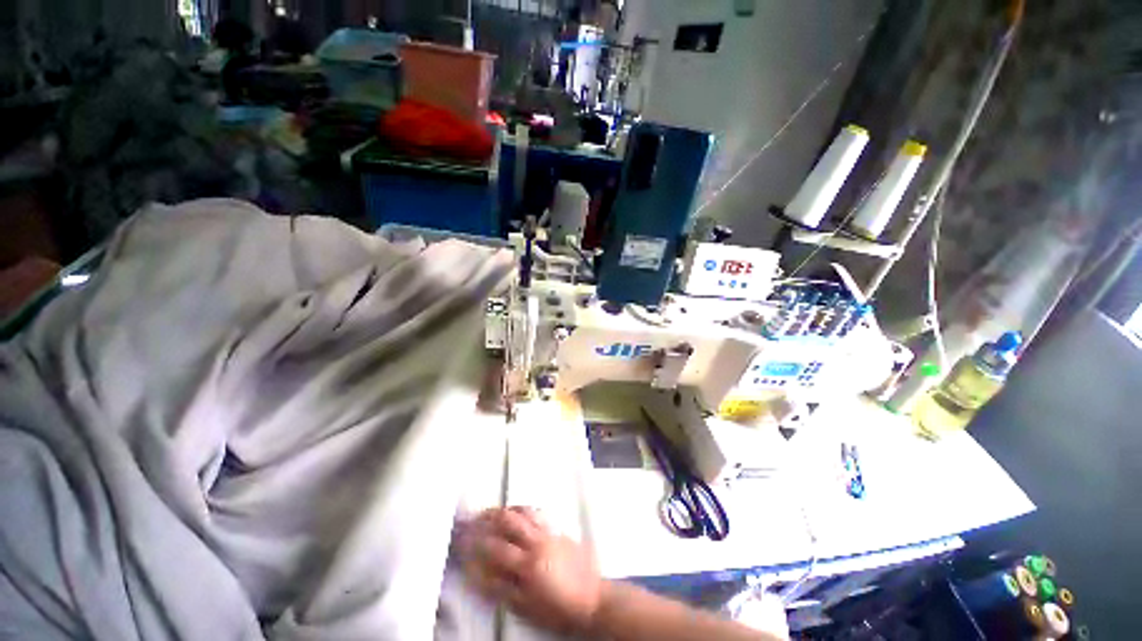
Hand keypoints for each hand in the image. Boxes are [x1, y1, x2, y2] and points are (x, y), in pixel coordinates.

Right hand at [457, 507, 603, 633]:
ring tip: (492, 510)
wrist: (592, 596)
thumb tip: (478, 575)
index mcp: (528, 563)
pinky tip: (518, 511)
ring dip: (506, 509)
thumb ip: (501, 589)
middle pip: (509, 520)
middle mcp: (537, 541)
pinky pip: (537, 513)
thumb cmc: (558, 608)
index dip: (476, 542)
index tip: (462, 537)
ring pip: (524, 512)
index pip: (495, 548)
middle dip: (488, 517)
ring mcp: (548, 532)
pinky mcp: (558, 529)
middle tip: (474, 517)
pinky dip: (524, 509)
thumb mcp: (526, 606)